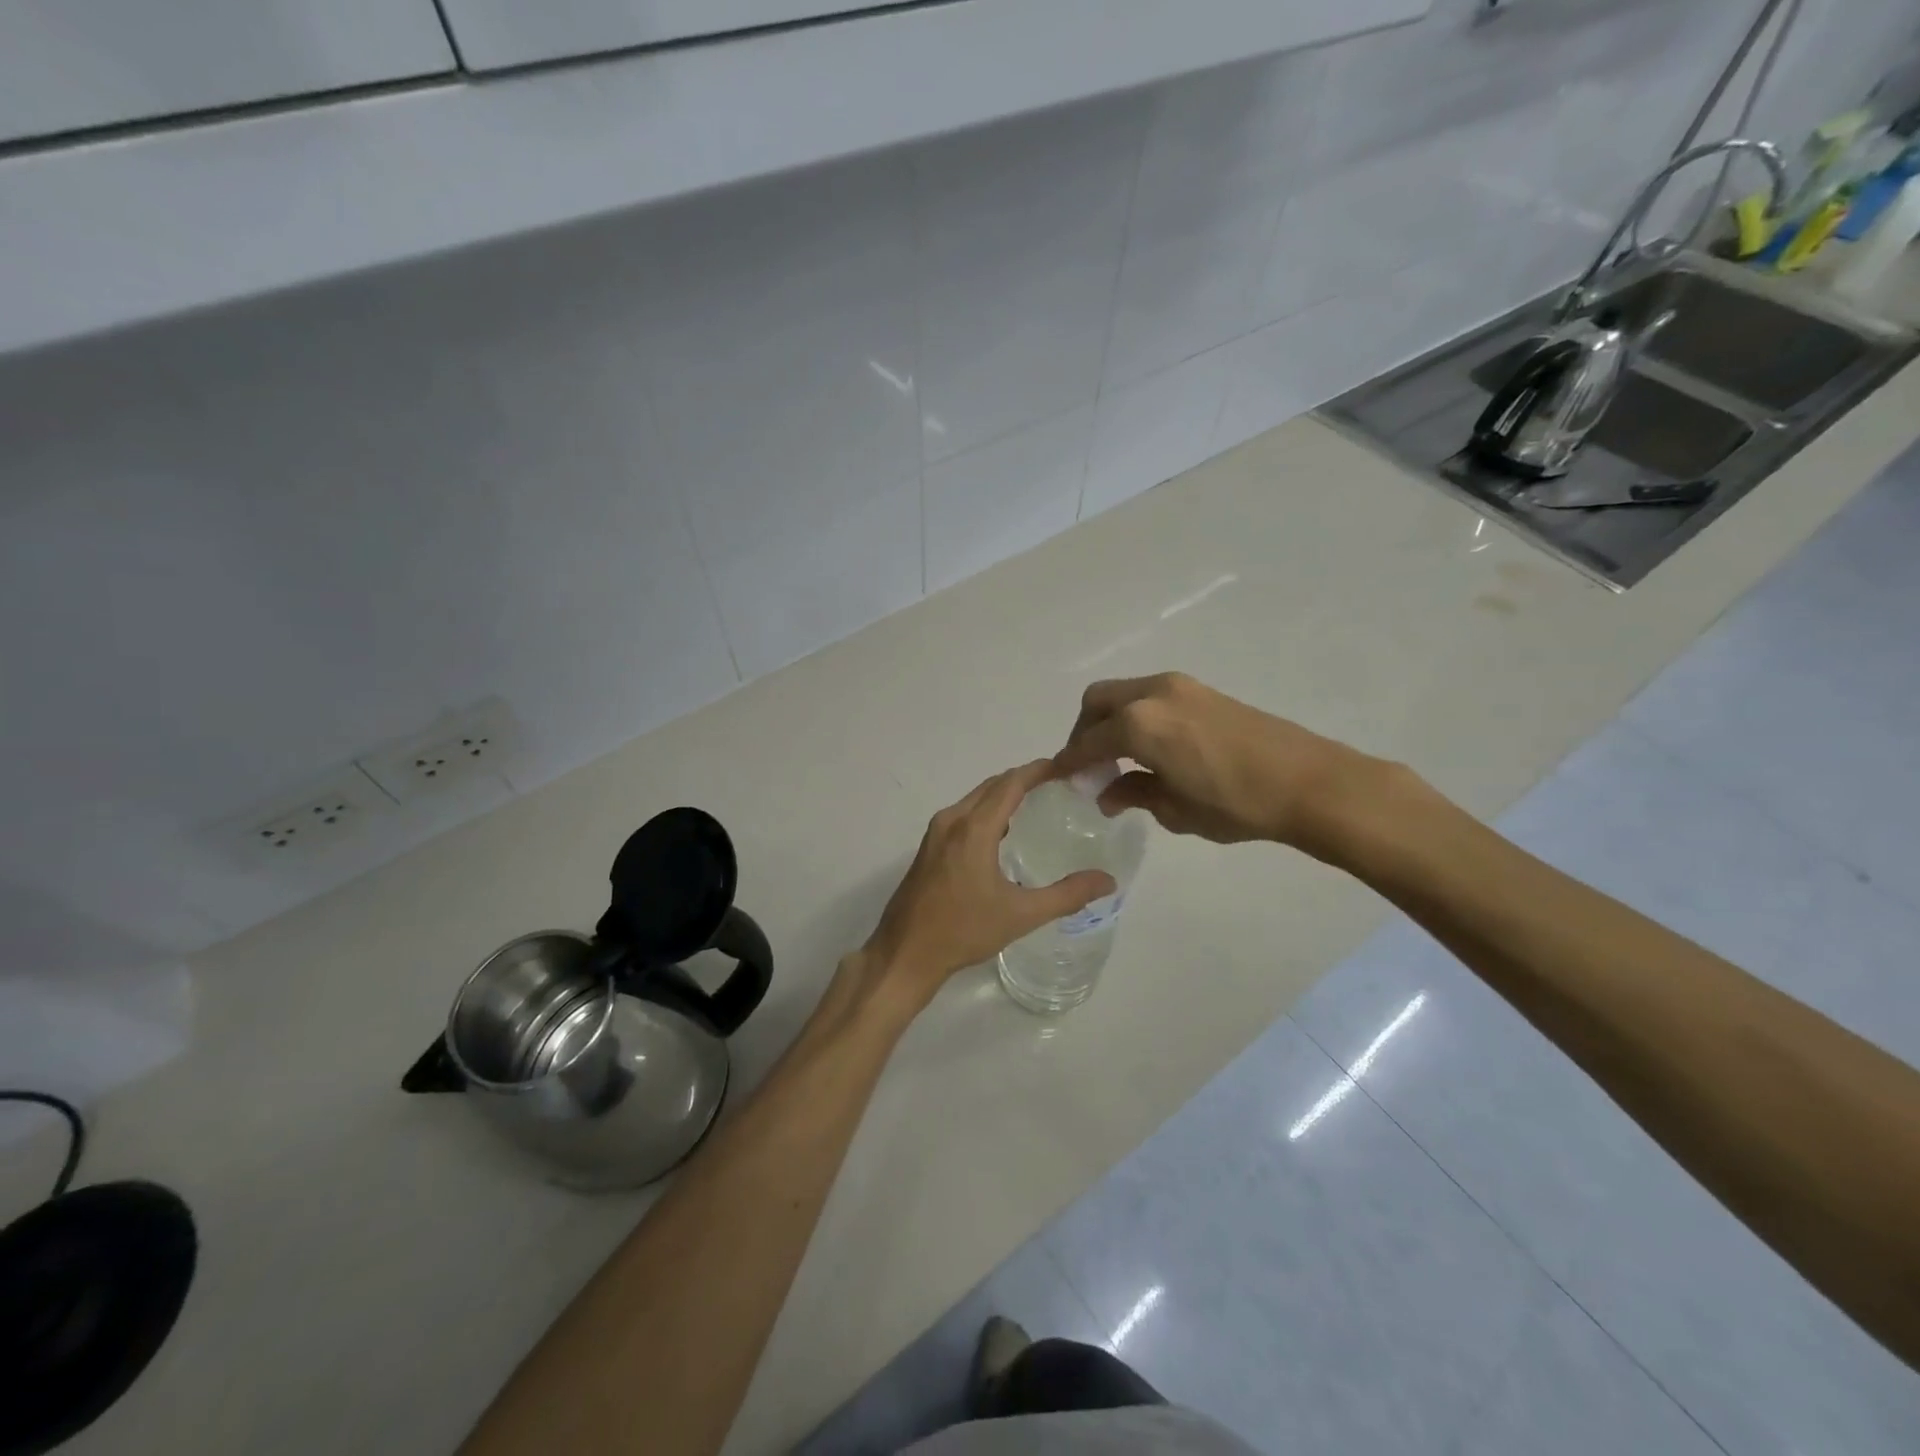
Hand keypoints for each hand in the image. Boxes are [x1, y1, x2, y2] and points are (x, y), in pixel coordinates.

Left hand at [846, 760, 1115, 1022]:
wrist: (905, 953)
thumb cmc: (963, 931)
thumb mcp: (1021, 915)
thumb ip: (1067, 895)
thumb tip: (1108, 881)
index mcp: (973, 829)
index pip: (1011, 783)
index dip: (1039, 770)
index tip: (1067, 766)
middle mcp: (952, 821)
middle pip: (992, 785)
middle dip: (1024, 778)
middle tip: (1058, 783)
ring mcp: (936, 834)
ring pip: (975, 799)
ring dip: (1004, 794)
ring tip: (1037, 802)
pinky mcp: (928, 848)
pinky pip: (963, 814)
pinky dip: (987, 811)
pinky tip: (1004, 833)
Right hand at [1053, 672, 1384, 855]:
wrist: (1309, 782)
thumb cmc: (1236, 804)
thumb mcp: (1175, 809)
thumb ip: (1133, 794)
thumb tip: (1107, 793)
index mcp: (1138, 724)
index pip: (1088, 743)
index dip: (1070, 763)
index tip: (1059, 780)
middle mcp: (1151, 694)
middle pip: (1097, 703)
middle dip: (1084, 733)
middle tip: (1089, 767)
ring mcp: (1180, 687)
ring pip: (1124, 695)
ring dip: (1111, 721)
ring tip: (1119, 760)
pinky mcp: (1202, 691)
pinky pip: (1150, 697)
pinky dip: (1136, 716)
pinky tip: (1150, 748)